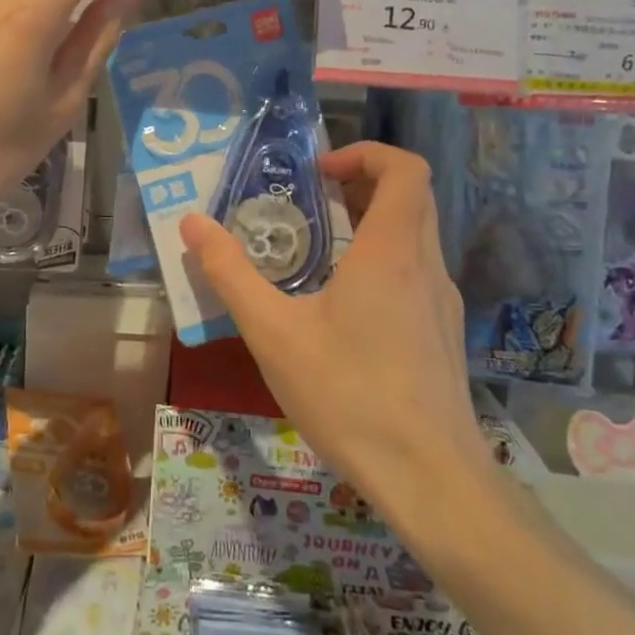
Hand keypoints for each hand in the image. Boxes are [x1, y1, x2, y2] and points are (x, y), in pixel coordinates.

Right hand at [178, 143, 498, 530]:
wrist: (431, 480)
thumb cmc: (349, 396)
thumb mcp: (273, 333)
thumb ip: (230, 274)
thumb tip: (192, 223)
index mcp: (393, 251)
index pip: (405, 169)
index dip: (365, 154)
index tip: (319, 173)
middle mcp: (427, 266)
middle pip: (410, 197)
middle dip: (361, 184)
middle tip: (311, 201)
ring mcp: (443, 303)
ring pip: (415, 237)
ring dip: (370, 225)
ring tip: (317, 252)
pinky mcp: (443, 335)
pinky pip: (416, 274)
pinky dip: (382, 262)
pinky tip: (343, 309)